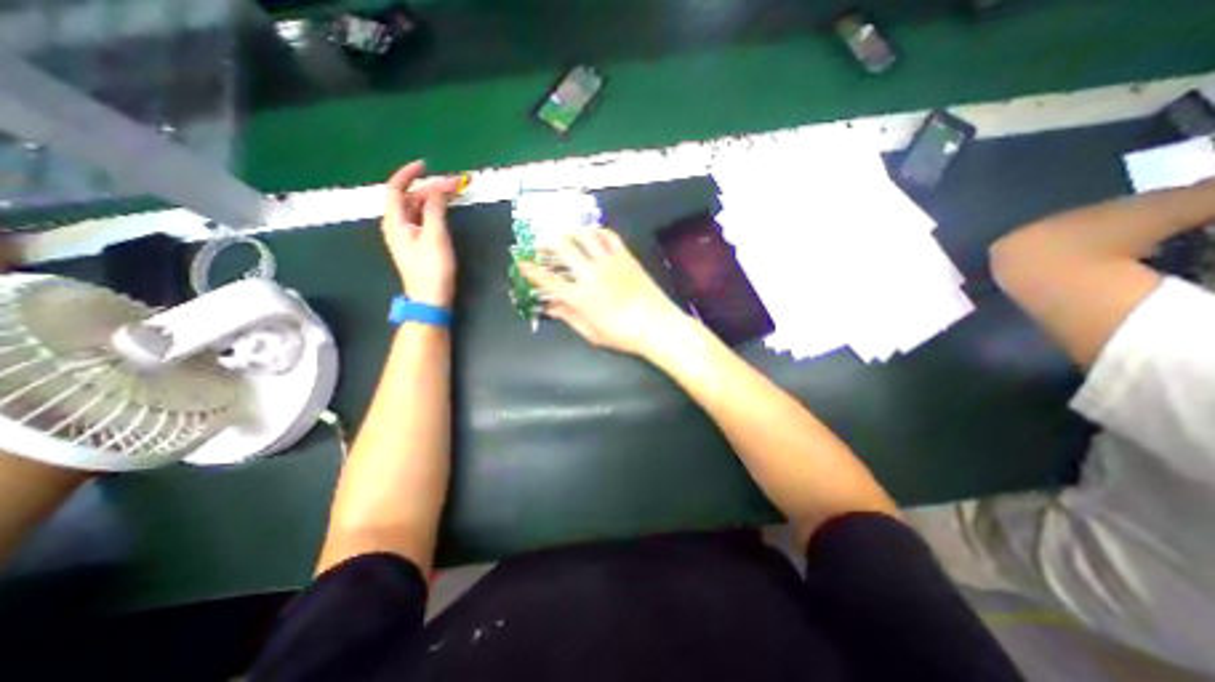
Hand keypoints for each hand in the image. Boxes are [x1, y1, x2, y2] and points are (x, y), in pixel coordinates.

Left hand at [384, 158, 466, 304]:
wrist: (430, 298)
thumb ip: (435, 210)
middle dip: (429, 187)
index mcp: (395, 221)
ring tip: (452, 194)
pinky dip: (433, 211)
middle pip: (409, 198)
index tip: (426, 165)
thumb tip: (438, 189)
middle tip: (453, 184)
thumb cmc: (432, 268)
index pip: (395, 188)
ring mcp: (406, 236)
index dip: (408, 174)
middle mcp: (396, 225)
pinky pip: (421, 219)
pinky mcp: (416, 244)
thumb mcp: (435, 236)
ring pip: (416, 209)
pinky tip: (445, 211)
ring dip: (432, 199)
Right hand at [516, 230, 687, 357]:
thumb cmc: (623, 335)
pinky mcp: (625, 257)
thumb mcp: (591, 333)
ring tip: (565, 233)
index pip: (548, 280)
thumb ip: (569, 317)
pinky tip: (593, 233)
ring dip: (570, 232)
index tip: (521, 262)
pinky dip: (598, 232)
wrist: (657, 325)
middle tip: (540, 242)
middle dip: (546, 242)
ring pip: (585, 236)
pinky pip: (609, 237)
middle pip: (563, 248)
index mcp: (579, 297)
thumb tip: (551, 307)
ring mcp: (609, 262)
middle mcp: (590, 274)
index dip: (531, 270)